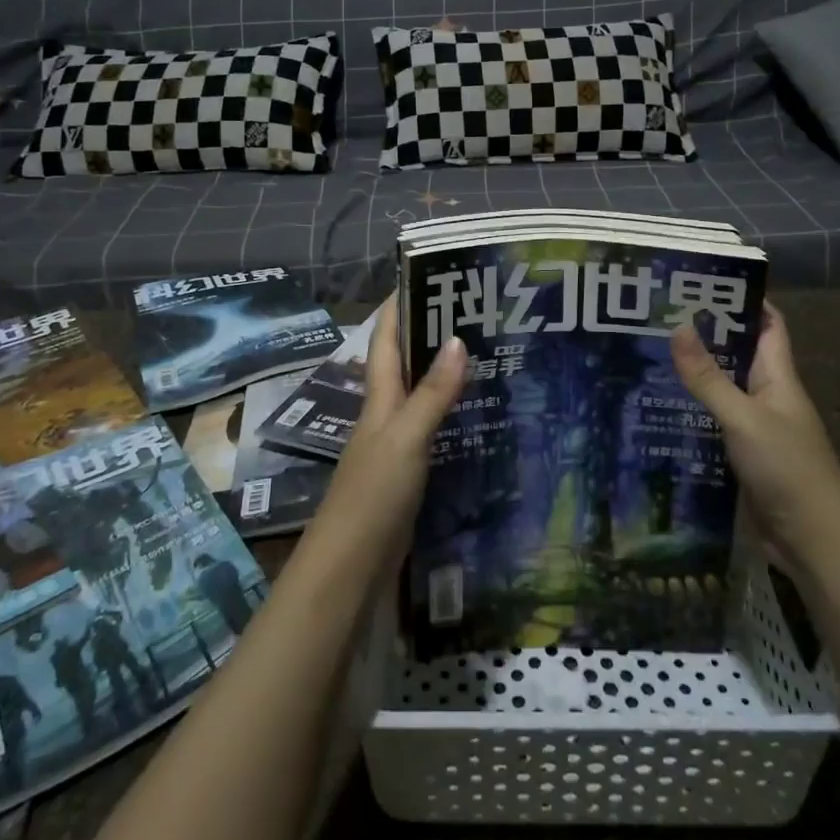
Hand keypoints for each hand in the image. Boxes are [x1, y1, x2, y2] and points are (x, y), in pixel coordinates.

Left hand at [313, 294, 466, 562]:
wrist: (351, 566)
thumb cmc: (373, 493)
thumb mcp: (406, 437)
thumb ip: (432, 393)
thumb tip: (456, 338)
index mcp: (379, 396)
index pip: (387, 338)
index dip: (400, 305)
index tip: (427, 274)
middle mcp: (385, 412)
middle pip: (406, 361)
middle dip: (431, 333)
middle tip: (476, 311)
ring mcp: (396, 443)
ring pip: (421, 393)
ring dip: (444, 372)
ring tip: (487, 352)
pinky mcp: (408, 471)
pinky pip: (432, 429)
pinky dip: (452, 413)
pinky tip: (479, 413)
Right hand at [671, 302, 839, 562]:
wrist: (816, 544)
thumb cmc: (788, 470)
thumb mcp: (744, 419)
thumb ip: (709, 378)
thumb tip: (677, 325)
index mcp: (778, 378)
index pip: (767, 326)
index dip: (743, 301)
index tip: (702, 282)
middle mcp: (767, 397)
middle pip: (736, 356)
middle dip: (703, 336)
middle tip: (655, 318)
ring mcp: (754, 429)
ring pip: (720, 391)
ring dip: (691, 377)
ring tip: (644, 357)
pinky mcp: (740, 458)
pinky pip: (711, 425)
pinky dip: (688, 415)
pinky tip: (655, 411)